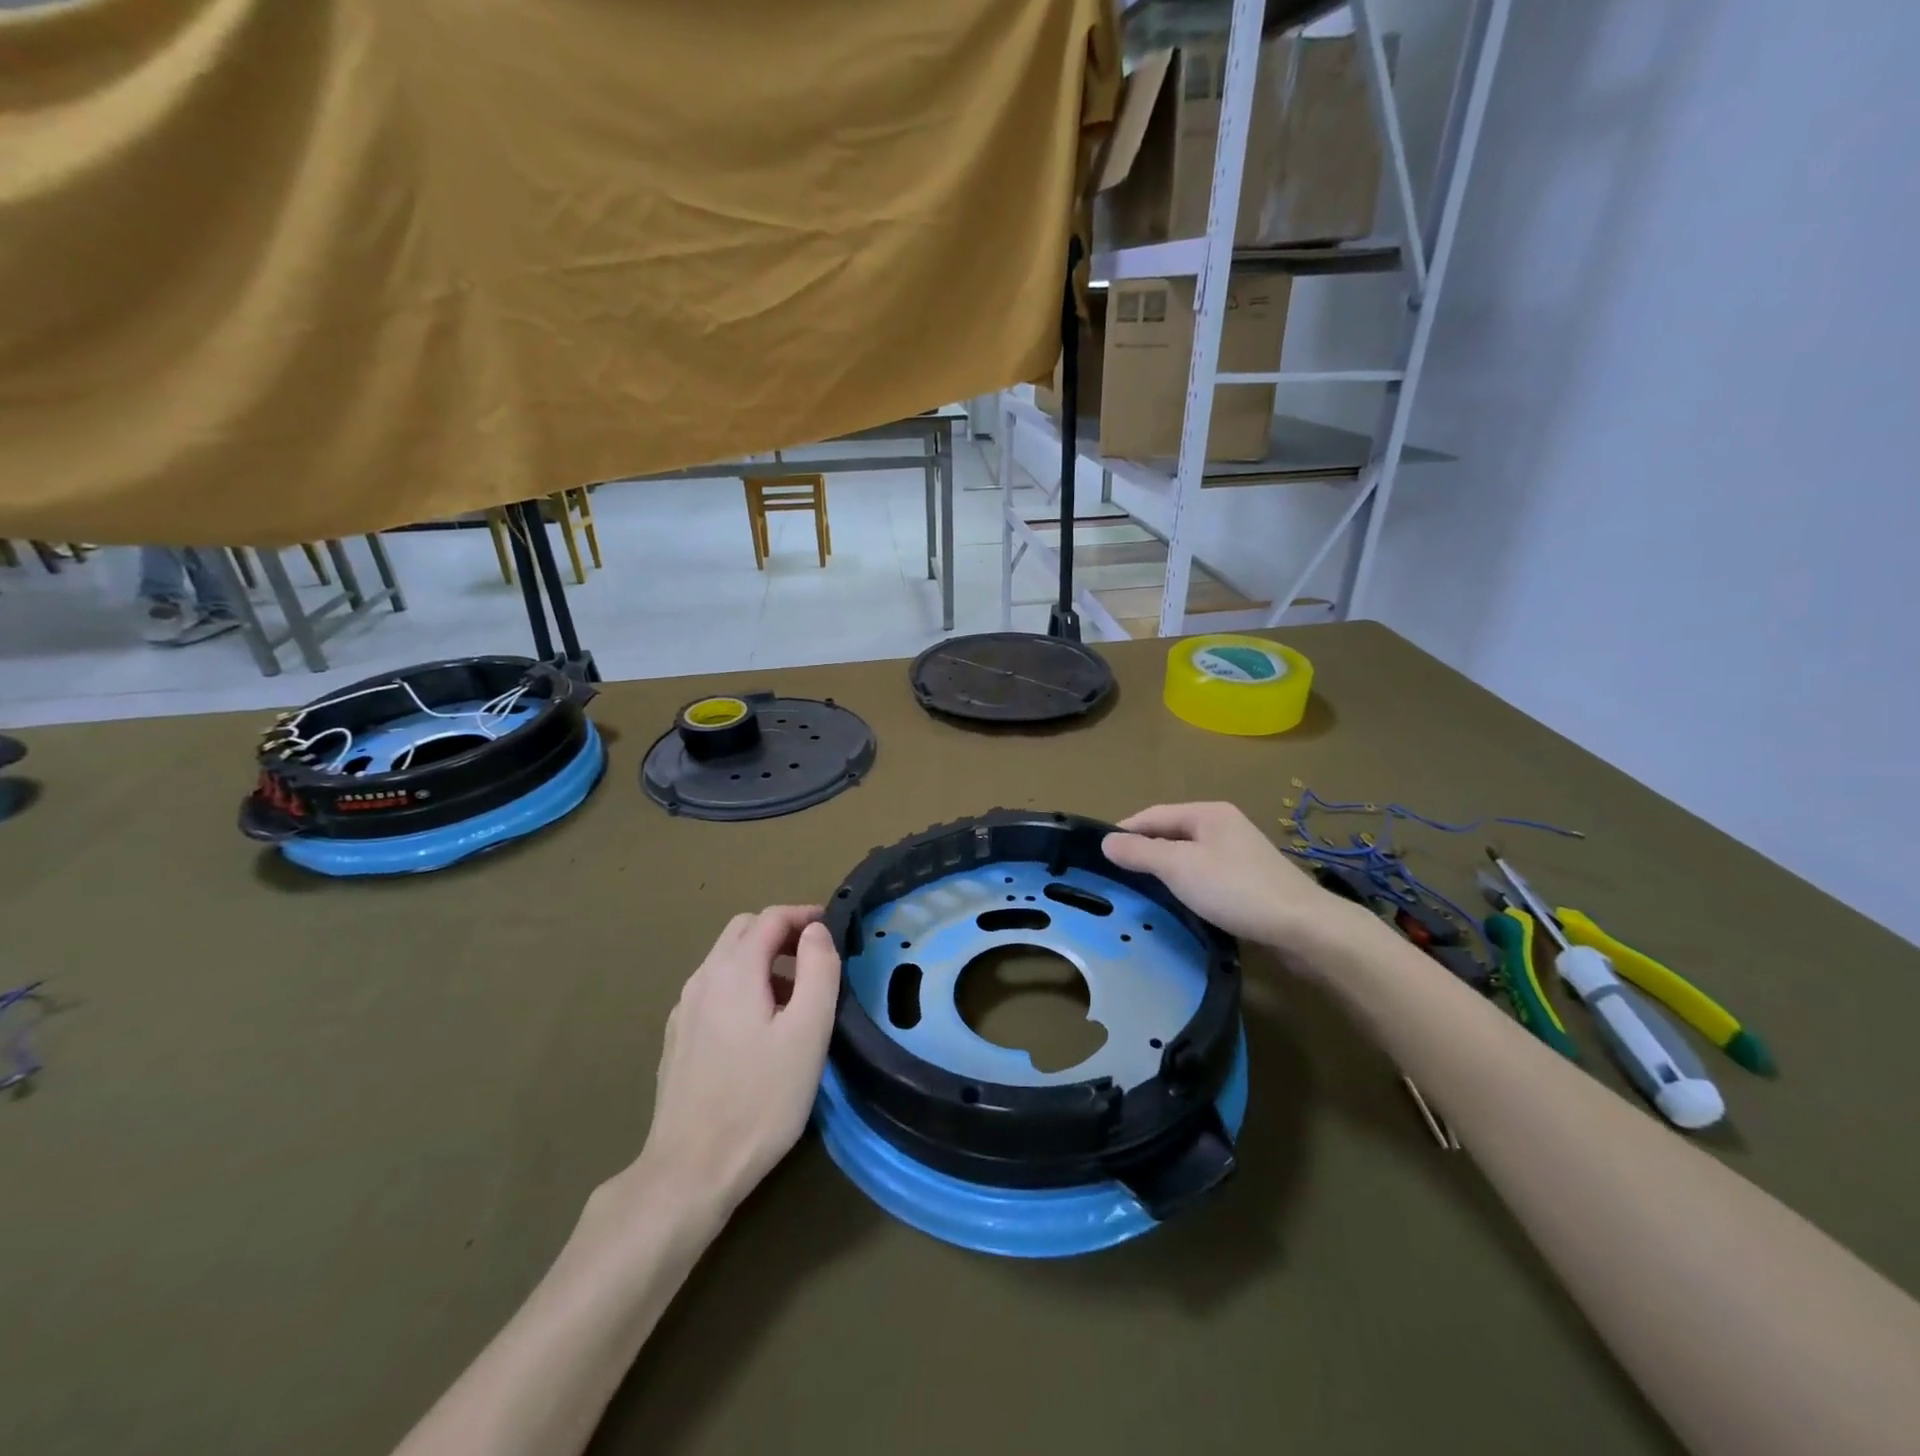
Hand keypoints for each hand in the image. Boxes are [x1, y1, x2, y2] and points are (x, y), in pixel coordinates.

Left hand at [633, 906, 840, 1219]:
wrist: (690, 1171)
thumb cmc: (760, 1099)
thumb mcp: (808, 1032)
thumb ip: (818, 970)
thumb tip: (817, 931)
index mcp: (734, 971)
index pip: (769, 917)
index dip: (804, 915)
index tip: (833, 928)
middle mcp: (702, 979)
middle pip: (742, 931)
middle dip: (781, 932)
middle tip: (815, 957)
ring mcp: (684, 1010)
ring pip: (725, 960)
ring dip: (762, 960)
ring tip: (796, 996)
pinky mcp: (677, 1038)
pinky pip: (714, 990)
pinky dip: (742, 986)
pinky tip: (759, 1028)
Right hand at [1102, 802, 1358, 955]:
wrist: (1303, 928)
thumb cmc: (1235, 889)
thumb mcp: (1179, 867)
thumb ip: (1140, 852)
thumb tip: (1105, 841)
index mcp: (1207, 813)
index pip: (1153, 814)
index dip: (1125, 831)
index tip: (1099, 854)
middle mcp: (1223, 826)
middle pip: (1171, 833)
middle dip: (1144, 851)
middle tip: (1116, 875)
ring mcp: (1239, 853)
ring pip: (1188, 856)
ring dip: (1164, 870)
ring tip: (1141, 890)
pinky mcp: (1249, 881)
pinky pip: (1205, 875)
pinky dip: (1186, 885)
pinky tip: (1179, 902)